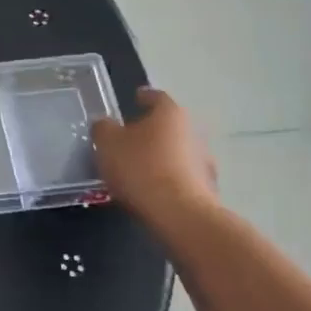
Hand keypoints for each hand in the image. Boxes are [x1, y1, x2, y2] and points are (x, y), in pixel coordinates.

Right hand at [91, 87, 218, 235]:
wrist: (179, 214)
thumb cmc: (140, 168)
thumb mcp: (107, 144)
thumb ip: (103, 128)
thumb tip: (105, 124)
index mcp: (169, 113)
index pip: (156, 97)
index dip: (143, 97)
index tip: (134, 99)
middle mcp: (193, 130)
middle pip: (169, 124)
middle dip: (151, 129)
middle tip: (130, 137)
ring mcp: (204, 160)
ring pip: (177, 150)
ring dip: (161, 155)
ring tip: (139, 167)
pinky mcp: (207, 187)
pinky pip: (182, 175)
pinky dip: (169, 177)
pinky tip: (152, 188)